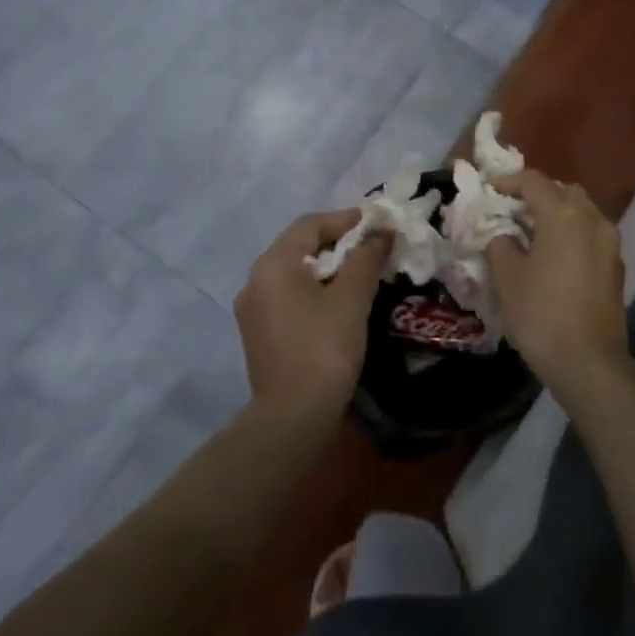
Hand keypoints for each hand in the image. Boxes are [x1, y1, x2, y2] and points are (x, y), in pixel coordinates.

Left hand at [234, 210, 387, 422]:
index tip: (376, 225)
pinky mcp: (259, 335)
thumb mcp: (352, 297)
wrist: (293, 415)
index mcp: (273, 264)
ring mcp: (253, 310)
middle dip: (337, 243)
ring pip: (293, 274)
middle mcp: (255, 281)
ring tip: (360, 275)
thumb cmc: (324, 346)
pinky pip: (288, 298)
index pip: (310, 224)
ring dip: (326, 268)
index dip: (345, 219)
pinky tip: (338, 305)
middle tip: (372, 248)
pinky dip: (313, 291)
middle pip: (299, 247)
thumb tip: (381, 232)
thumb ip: (366, 258)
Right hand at [485, 172, 634, 409]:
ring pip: (581, 212)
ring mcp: (610, 242)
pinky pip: (590, 235)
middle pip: (562, 192)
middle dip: (536, 196)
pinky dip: (571, 234)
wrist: (590, 363)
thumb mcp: (507, 277)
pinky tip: (554, 255)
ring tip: (532, 233)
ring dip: (557, 214)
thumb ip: (500, 244)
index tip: (489, 189)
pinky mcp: (616, 266)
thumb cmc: (541, 314)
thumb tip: (503, 236)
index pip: (533, 181)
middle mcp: (593, 218)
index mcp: (564, 214)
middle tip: (511, 211)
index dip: (508, 181)